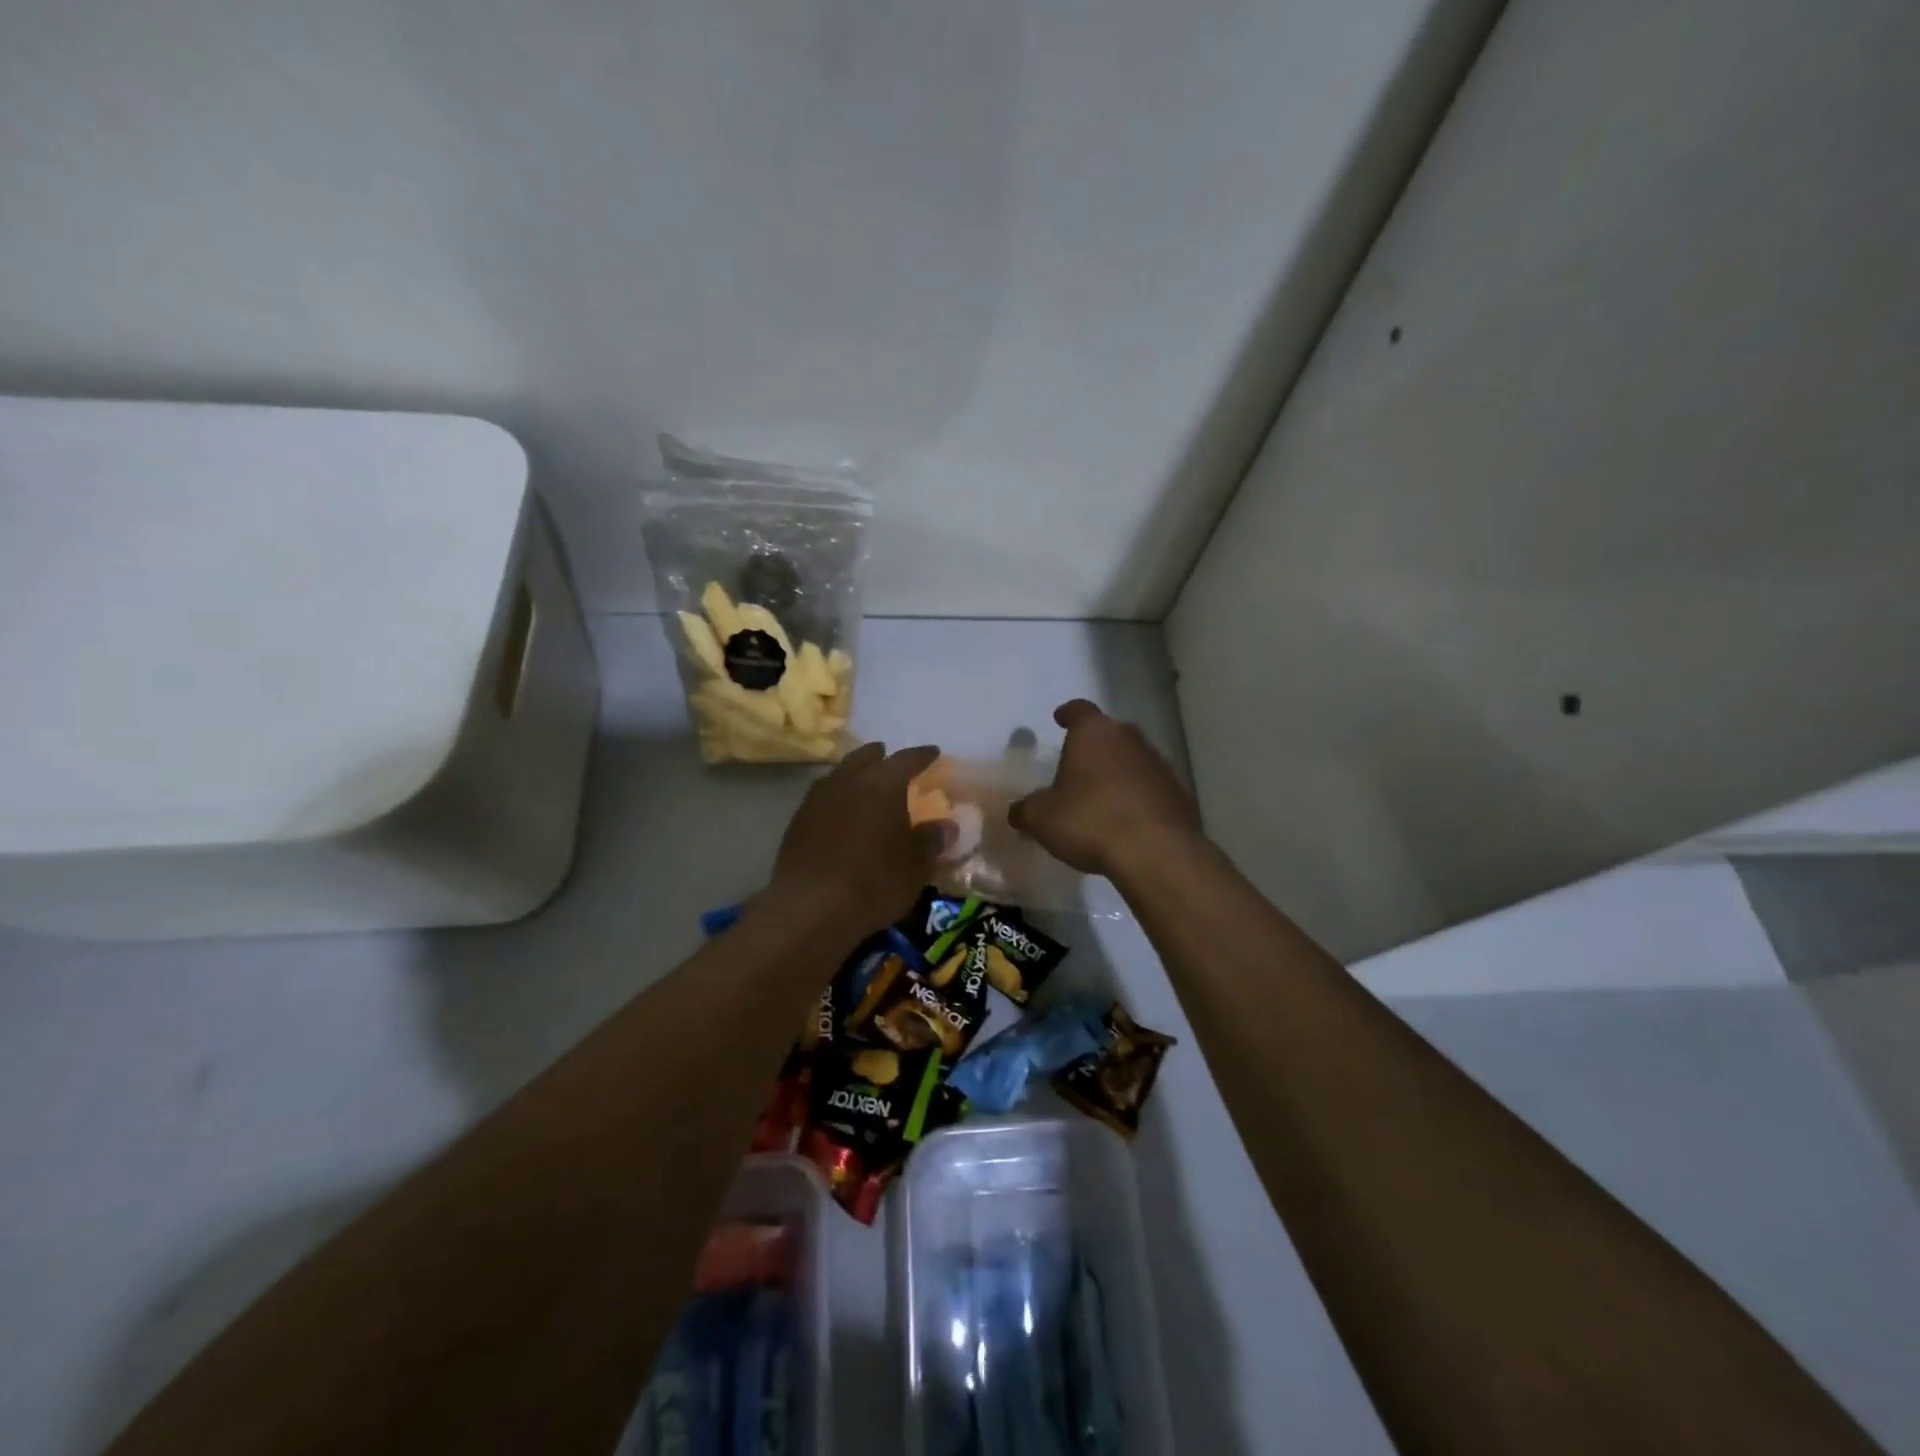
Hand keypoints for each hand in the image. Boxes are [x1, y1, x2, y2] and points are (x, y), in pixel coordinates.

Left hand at [768, 742, 949, 940]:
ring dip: (854, 774)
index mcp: (883, 783)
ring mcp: (818, 799)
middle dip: (880, 757)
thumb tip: (947, 826)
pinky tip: (841, 813)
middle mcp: (848, 780)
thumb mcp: (916, 866)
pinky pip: (823, 797)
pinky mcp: (797, 821)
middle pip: (865, 757)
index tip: (933, 753)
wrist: (810, 907)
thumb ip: (931, 840)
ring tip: (864, 784)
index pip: (907, 759)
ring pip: (840, 774)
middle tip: (890, 759)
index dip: (922, 756)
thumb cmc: (874, 882)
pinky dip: (837, 798)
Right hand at [1009, 701, 1200, 878]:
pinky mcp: (1177, 793)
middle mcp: (1129, 739)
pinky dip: (1137, 796)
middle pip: (1109, 733)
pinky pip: (1150, 787)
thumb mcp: (1042, 818)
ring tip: (1102, 796)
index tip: (1060, 718)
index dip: (1068, 714)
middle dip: (1094, 745)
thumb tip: (1018, 812)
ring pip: (1132, 759)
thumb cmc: (1089, 821)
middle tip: (1078, 763)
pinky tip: (1126, 819)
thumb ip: (1026, 810)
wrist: (1155, 851)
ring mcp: (1158, 764)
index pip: (1079, 710)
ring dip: (1118, 771)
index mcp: (1093, 733)